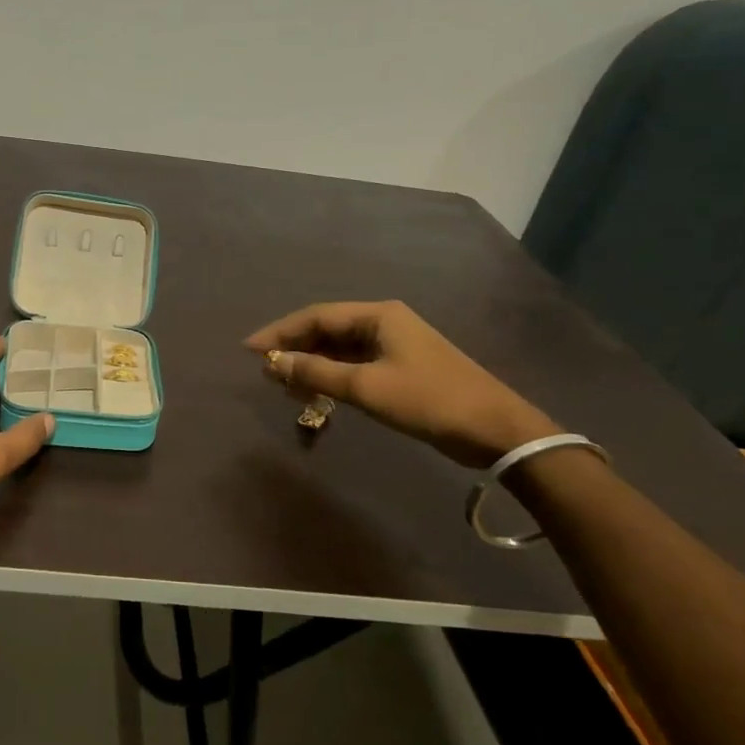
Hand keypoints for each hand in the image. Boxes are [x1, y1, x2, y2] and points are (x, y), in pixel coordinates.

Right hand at [246, 300, 556, 468]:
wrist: (494, 428)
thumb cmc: (428, 400)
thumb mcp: (366, 388)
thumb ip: (316, 374)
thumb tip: (273, 363)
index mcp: (378, 315)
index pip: (316, 316)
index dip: (279, 331)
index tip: (249, 350)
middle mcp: (384, 322)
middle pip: (327, 329)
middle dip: (294, 348)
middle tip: (265, 370)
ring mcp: (395, 345)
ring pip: (340, 348)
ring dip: (311, 364)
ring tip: (284, 385)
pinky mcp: (402, 367)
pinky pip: (355, 364)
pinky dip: (332, 376)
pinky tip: (317, 393)